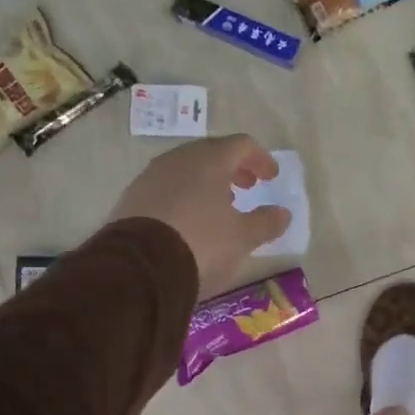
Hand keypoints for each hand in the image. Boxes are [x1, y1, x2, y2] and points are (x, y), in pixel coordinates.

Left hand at [107, 135, 290, 296]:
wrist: (138, 268)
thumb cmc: (201, 244)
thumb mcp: (242, 238)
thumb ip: (266, 222)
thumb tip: (282, 213)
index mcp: (209, 160)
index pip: (241, 145)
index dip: (260, 159)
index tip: (271, 178)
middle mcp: (178, 160)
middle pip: (211, 153)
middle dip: (233, 168)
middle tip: (247, 187)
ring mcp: (150, 177)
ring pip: (186, 170)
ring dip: (207, 183)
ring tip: (219, 207)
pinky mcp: (131, 199)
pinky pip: (166, 188)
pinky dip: (184, 196)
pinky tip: (188, 220)